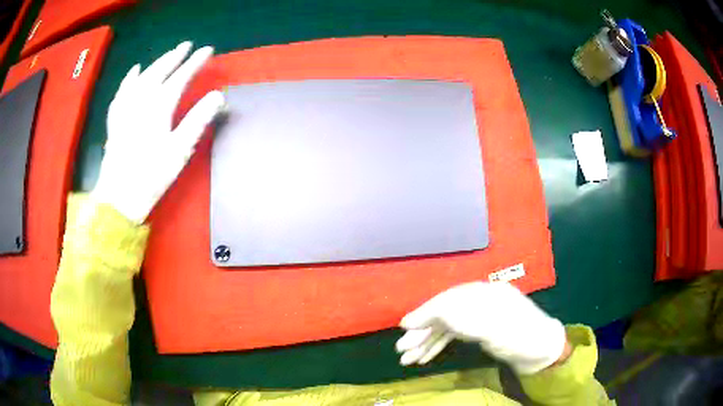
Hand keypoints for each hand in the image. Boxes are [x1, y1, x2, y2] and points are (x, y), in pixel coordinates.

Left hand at [92, 41, 224, 222]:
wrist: (119, 197)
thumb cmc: (151, 175)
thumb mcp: (180, 150)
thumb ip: (198, 120)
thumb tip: (218, 96)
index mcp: (159, 107)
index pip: (180, 77)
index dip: (195, 62)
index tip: (208, 50)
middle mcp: (141, 100)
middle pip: (160, 71)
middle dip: (175, 56)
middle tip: (187, 46)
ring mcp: (126, 108)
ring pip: (142, 77)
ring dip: (156, 63)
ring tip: (167, 55)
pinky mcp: (116, 118)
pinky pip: (122, 91)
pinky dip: (129, 78)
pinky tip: (135, 70)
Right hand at [396, 281, 567, 374]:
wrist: (544, 350)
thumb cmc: (522, 337)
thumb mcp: (492, 328)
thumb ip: (457, 321)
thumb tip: (423, 318)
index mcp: (484, 294)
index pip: (446, 301)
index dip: (423, 314)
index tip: (403, 328)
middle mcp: (479, 302)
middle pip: (444, 315)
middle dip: (422, 333)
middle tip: (402, 350)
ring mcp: (480, 317)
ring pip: (447, 328)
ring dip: (427, 343)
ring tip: (408, 358)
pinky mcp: (481, 331)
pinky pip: (455, 336)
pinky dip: (440, 346)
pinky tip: (426, 356)